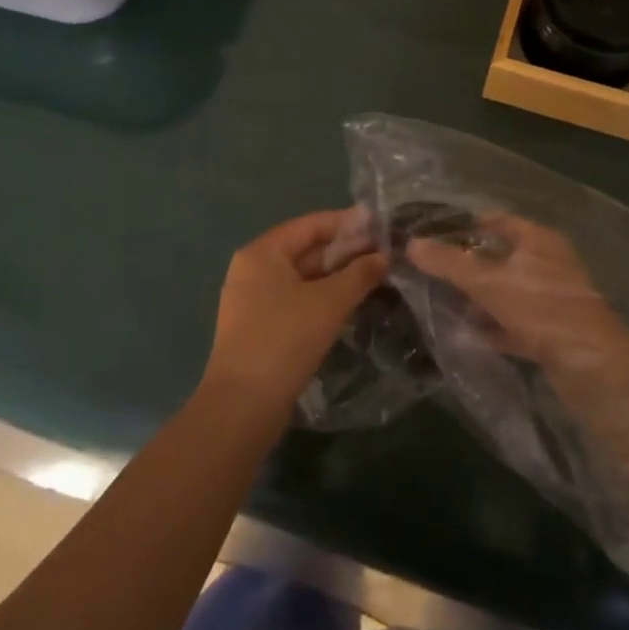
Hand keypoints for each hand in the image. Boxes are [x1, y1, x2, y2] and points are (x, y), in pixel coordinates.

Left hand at [203, 209, 385, 411]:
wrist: (243, 406)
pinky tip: (351, 303)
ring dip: (337, 276)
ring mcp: (253, 300)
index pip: (311, 225)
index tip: (380, 225)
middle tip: (385, 253)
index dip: (347, 223)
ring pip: (303, 277)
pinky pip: (297, 299)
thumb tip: (383, 256)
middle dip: (345, 251)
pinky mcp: (260, 327)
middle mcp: (253, 269)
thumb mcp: (329, 302)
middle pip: (306, 249)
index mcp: (262, 253)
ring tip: (376, 275)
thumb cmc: (285, 340)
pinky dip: (323, 297)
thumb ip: (359, 274)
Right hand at [405, 215, 628, 380]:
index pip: (498, 221)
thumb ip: (449, 263)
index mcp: (539, 239)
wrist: (592, 366)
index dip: (467, 225)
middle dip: (469, 265)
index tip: (435, 234)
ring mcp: (554, 299)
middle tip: (433, 271)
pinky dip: (494, 327)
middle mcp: (549, 263)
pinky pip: (516, 322)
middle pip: (502, 257)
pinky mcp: (554, 332)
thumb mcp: (488, 282)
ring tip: (443, 303)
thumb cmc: (541, 309)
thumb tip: (411, 243)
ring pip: (508, 292)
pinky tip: (467, 335)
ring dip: (480, 298)